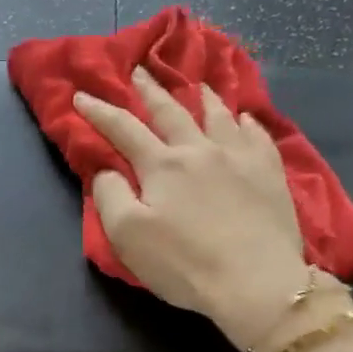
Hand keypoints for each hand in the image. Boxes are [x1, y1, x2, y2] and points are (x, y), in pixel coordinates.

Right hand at [74, 67, 329, 349]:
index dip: (100, 111)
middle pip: (171, 111)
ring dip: (202, 96)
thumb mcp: (128, 236)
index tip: (82, 94)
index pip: (123, 129)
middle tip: (140, 70)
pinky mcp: (269, 173)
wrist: (254, 281)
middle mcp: (199, 149)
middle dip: (150, 89)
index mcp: (162, 165)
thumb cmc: (184, 263)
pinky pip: (257, 135)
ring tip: (197, 83)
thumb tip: (107, 169)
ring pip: (218, 114)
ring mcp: (239, 157)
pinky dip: (246, 121)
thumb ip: (110, 196)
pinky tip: (244, 118)